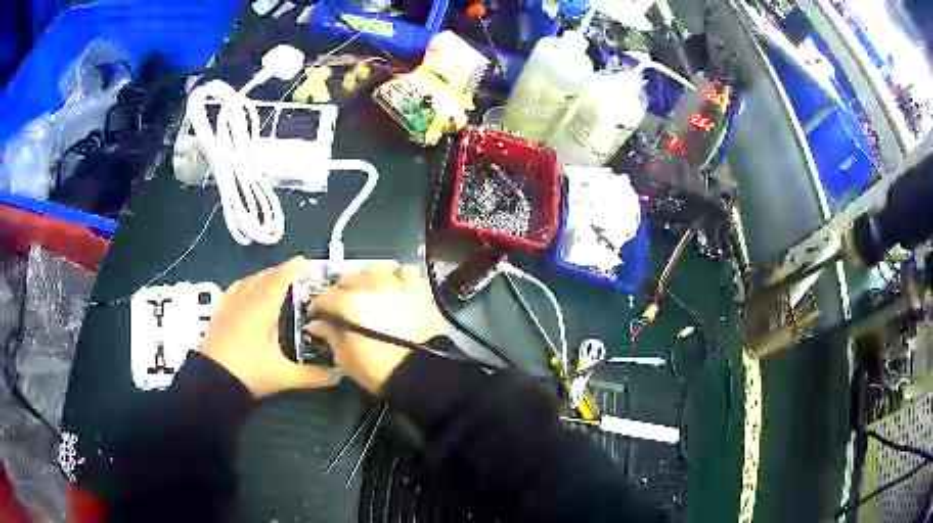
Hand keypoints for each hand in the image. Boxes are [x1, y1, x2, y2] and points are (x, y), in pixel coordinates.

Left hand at [202, 257, 338, 397]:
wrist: (213, 382)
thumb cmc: (249, 373)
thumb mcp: (283, 376)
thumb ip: (312, 376)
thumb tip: (339, 377)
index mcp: (262, 309)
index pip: (279, 279)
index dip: (292, 268)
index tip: (305, 261)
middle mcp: (245, 301)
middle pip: (264, 277)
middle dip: (280, 271)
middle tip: (295, 274)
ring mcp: (229, 305)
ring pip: (248, 281)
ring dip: (262, 276)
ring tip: (273, 280)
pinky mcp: (218, 313)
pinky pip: (233, 289)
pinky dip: (244, 284)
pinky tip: (245, 289)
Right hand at [305, 263, 445, 393]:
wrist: (423, 374)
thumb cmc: (379, 370)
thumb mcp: (346, 358)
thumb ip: (330, 335)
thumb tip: (317, 324)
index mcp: (349, 303)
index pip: (325, 297)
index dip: (317, 306)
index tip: (316, 316)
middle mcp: (371, 286)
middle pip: (348, 279)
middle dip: (338, 291)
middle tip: (338, 307)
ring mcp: (396, 284)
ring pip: (374, 270)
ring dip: (365, 279)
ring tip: (365, 293)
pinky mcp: (419, 289)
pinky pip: (404, 272)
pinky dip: (395, 277)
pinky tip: (392, 288)